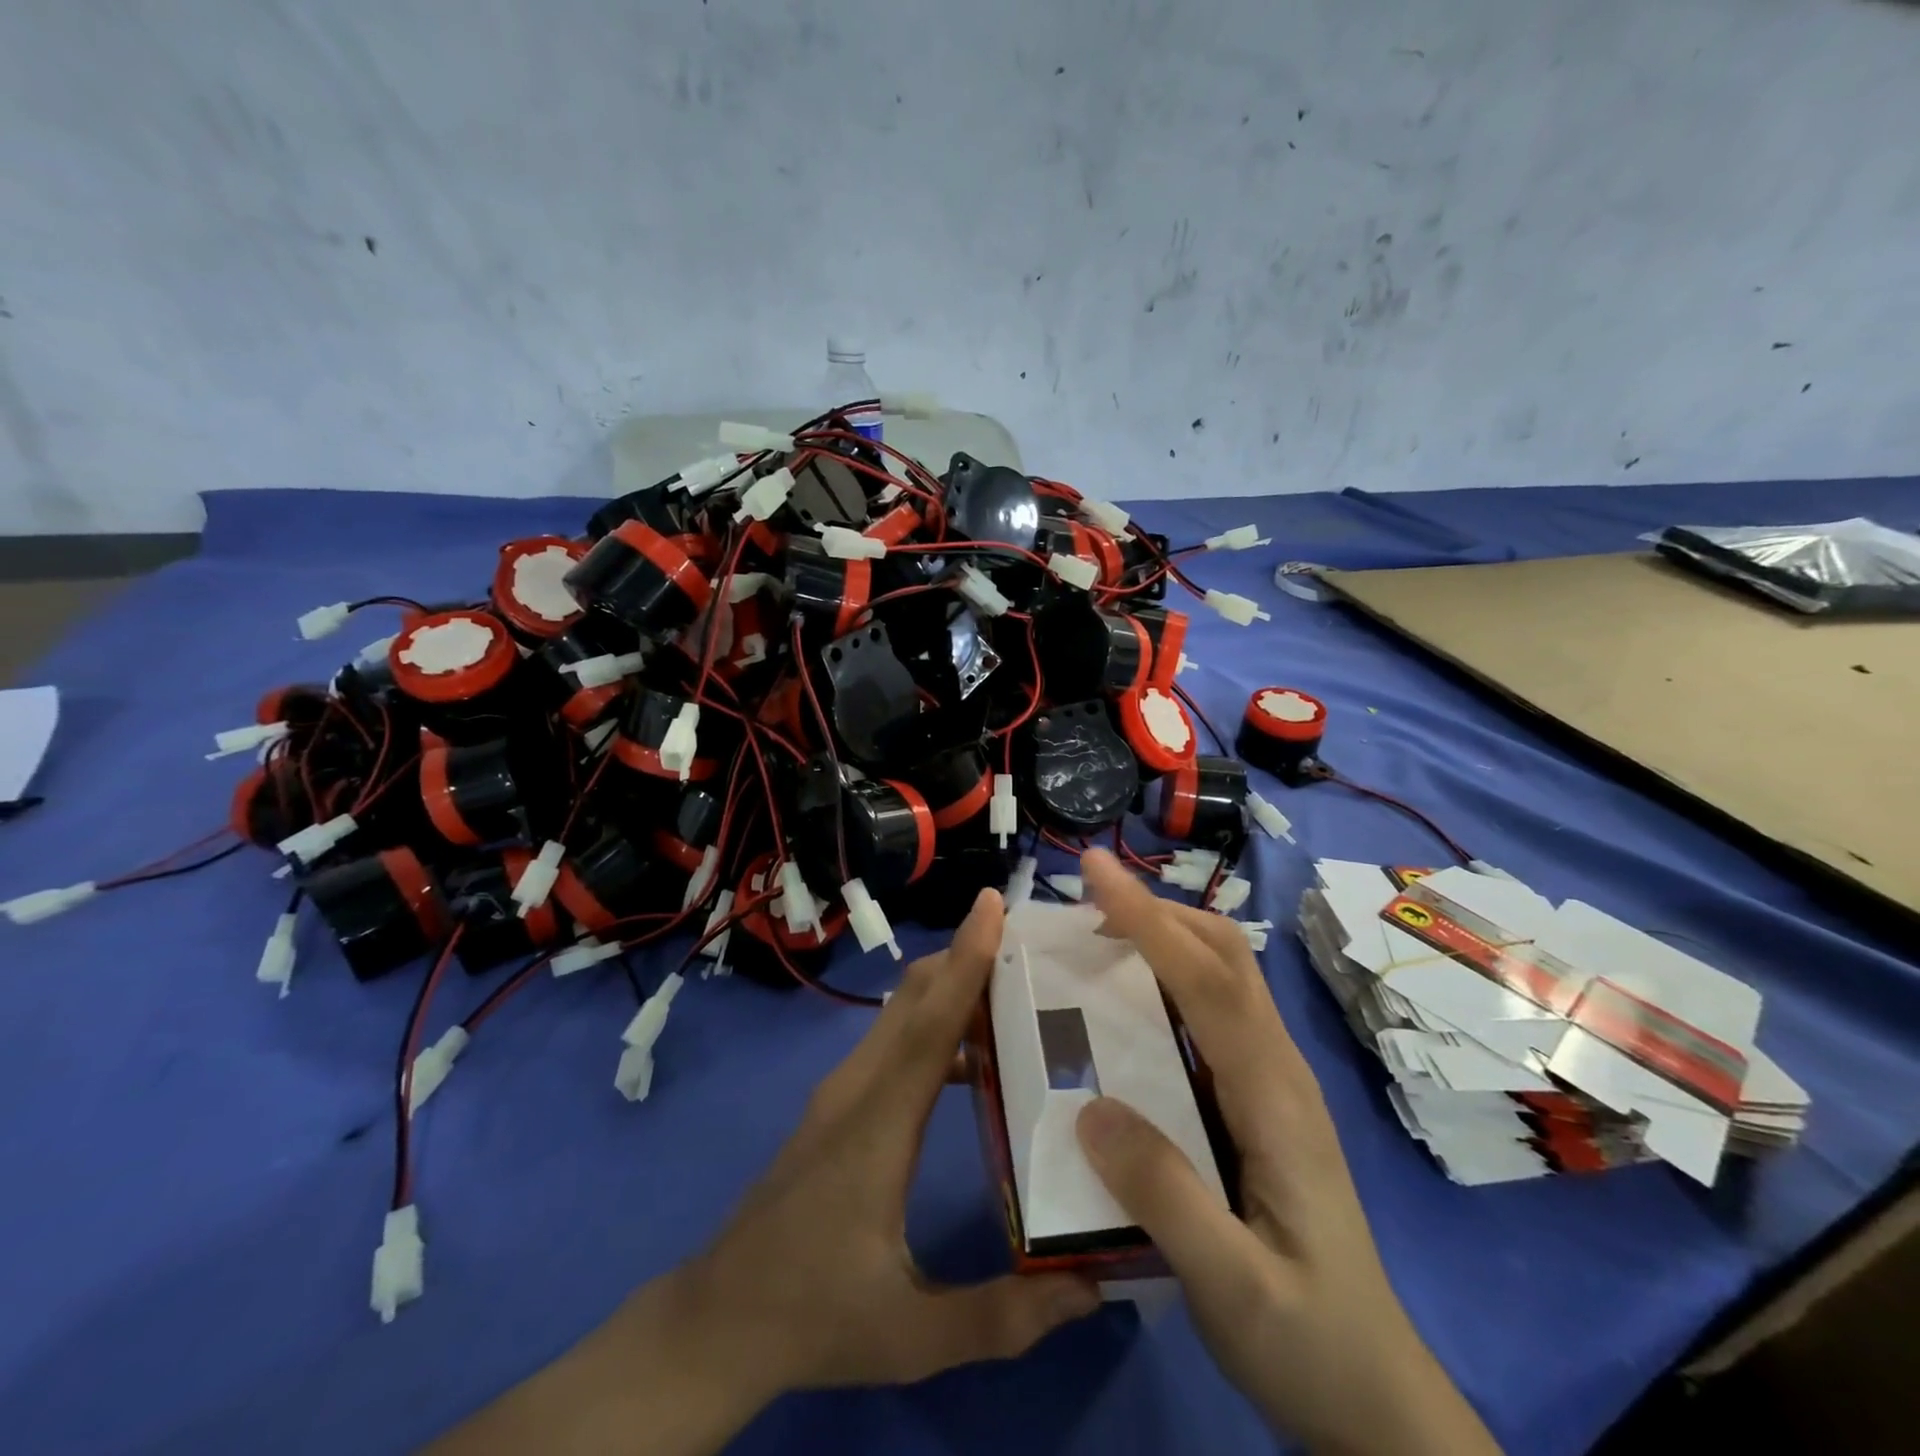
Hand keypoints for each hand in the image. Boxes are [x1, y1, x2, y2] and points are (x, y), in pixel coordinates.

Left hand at [434, 888, 1098, 1455]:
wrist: (720, 1319)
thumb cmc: (816, 1315)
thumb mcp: (914, 1335)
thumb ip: (1005, 1315)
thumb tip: (1093, 1288)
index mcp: (878, 1124)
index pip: (930, 1024)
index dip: (965, 960)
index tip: (992, 905)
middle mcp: (857, 1088)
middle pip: (913, 998)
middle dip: (965, 957)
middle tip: (1031, 945)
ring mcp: (841, 1092)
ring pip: (899, 1014)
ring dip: (949, 988)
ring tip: (1017, 993)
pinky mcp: (836, 1104)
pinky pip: (891, 1041)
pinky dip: (933, 1024)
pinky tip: (974, 1057)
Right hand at [1073, 850, 1499, 1455]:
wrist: (1374, 1396)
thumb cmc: (1307, 1340)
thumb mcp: (1233, 1288)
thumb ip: (1166, 1198)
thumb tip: (1088, 1108)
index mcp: (1274, 1095)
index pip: (1207, 980)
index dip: (1148, 919)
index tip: (1095, 871)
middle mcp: (1277, 1068)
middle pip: (1224, 955)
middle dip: (1157, 910)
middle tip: (1085, 900)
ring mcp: (1271, 1080)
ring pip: (1221, 974)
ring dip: (1162, 936)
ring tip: (1095, 935)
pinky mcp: (1256, 1098)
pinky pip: (1210, 1010)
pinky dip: (1166, 977)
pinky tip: (1125, 1002)